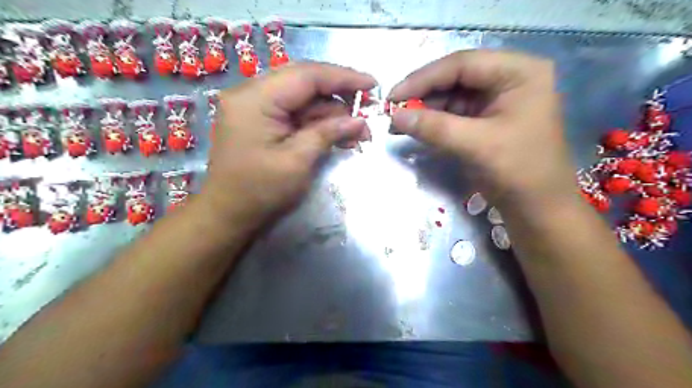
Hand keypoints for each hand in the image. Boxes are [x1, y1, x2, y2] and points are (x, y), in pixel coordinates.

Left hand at [203, 62, 375, 228]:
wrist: (228, 214)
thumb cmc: (260, 192)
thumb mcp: (297, 161)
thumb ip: (328, 133)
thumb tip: (359, 120)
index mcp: (254, 99)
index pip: (306, 75)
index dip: (343, 77)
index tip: (372, 84)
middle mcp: (251, 93)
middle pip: (304, 82)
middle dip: (339, 95)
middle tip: (367, 109)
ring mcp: (254, 106)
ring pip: (302, 98)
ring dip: (331, 113)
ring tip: (358, 132)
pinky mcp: (259, 119)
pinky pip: (294, 112)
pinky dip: (317, 122)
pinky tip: (338, 134)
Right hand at [389, 51, 579, 213]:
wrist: (538, 209)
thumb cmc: (519, 172)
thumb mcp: (475, 145)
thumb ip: (433, 127)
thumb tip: (395, 116)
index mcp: (519, 72)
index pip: (463, 64)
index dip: (423, 78)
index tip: (393, 96)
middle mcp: (509, 79)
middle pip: (456, 78)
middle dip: (423, 94)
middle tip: (392, 110)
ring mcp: (498, 99)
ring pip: (452, 96)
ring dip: (425, 109)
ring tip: (398, 122)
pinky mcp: (487, 119)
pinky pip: (455, 113)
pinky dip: (434, 121)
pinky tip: (415, 128)